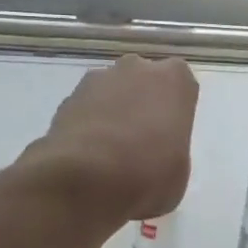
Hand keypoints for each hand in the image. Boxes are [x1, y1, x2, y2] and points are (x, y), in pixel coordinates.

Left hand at [27, 56, 197, 221]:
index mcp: (174, 80)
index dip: (173, 110)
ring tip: (108, 152)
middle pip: (142, 80)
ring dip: (111, 112)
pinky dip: (88, 125)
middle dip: (141, 103)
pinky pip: (86, 108)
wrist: (86, 179)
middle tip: (140, 141)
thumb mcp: (179, 171)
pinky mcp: (67, 98)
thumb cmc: (148, 174)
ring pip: (111, 91)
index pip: (180, 84)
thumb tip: (156, 153)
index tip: (169, 135)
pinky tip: (87, 155)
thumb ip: (170, 148)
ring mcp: (98, 79)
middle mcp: (136, 68)